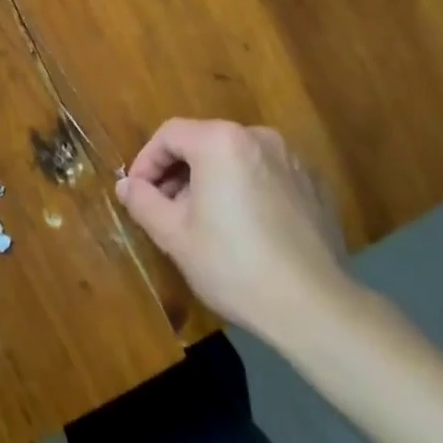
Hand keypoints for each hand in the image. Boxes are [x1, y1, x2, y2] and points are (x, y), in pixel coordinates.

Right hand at [116, 118, 361, 346]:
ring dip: (212, 181)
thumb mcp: (174, 236)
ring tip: (205, 221)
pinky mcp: (314, 185)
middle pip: (204, 142)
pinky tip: (246, 230)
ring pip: (236, 158)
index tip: (138, 194)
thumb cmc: (234, 265)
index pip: (169, 134)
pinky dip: (247, 190)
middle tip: (166, 210)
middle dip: (179, 172)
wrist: (316, 307)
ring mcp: (292, 159)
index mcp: (221, 141)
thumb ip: (143, 201)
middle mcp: (258, 137)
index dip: (146, 161)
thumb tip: (126, 185)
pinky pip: (266, 175)